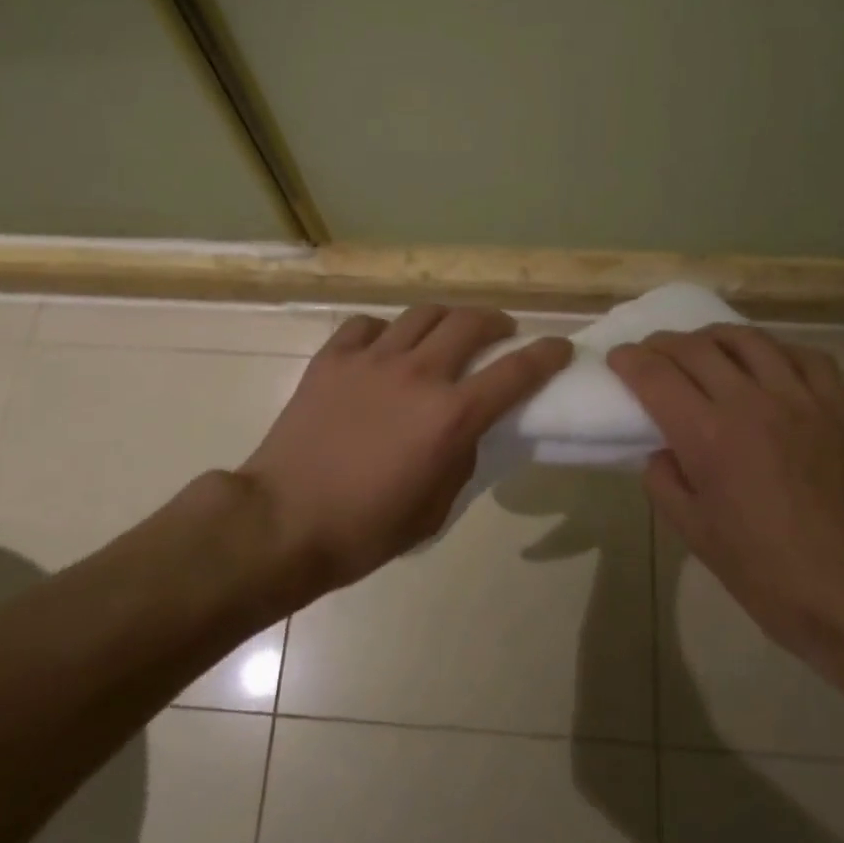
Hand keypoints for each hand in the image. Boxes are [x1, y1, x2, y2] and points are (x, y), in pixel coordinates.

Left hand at [240, 305, 571, 595]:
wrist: (283, 521)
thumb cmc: (365, 529)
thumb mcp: (436, 508)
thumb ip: (461, 458)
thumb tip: (465, 428)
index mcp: (450, 416)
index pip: (516, 371)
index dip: (546, 355)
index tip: (560, 347)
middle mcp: (417, 374)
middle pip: (470, 322)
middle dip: (496, 322)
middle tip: (500, 333)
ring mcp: (371, 360)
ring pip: (422, 313)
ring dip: (446, 319)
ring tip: (446, 333)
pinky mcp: (332, 358)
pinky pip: (368, 326)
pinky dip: (386, 331)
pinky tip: (384, 348)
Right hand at [607, 326, 843, 679]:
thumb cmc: (770, 575)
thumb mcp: (696, 536)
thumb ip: (664, 482)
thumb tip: (662, 449)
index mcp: (709, 437)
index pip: (655, 375)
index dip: (629, 360)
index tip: (618, 359)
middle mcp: (751, 403)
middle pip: (695, 347)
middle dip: (662, 343)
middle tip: (650, 354)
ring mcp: (801, 399)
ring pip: (747, 339)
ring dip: (712, 337)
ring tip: (702, 349)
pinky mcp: (840, 407)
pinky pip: (804, 355)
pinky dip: (775, 350)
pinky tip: (766, 364)